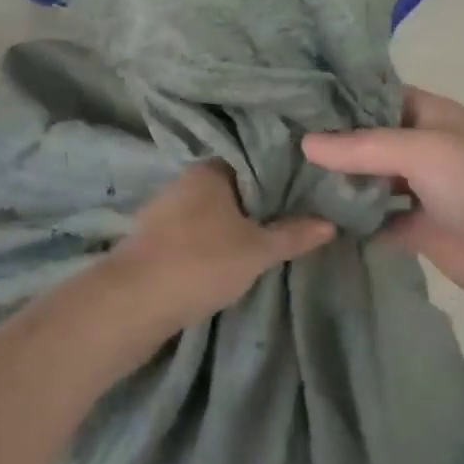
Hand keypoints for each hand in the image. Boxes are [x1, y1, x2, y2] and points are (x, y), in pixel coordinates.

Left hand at [109, 162, 332, 331]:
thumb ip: (293, 235)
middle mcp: (184, 181)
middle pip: (230, 186)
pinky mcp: (151, 240)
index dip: (278, 173)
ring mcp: (163, 211)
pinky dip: (209, 240)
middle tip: (291, 215)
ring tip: (263, 238)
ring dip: (230, 223)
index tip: (303, 187)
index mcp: (209, 170)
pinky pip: (191, 232)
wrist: (133, 302)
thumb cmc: (201, 262)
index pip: (251, 160)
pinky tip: (225, 258)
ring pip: (208, 211)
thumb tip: (330, 223)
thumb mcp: (257, 251)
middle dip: (255, 201)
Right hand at [303, 88, 463, 307]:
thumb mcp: (421, 151)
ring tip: (283, 178)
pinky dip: (352, 220)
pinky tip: (313, 219)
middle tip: (275, 142)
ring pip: (368, 179)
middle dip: (330, 142)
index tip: (290, 102)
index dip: (338, 98)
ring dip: (338, 182)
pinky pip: (376, 218)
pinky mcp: (416, 227)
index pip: (374, 96)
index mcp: (428, 114)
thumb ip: (361, 147)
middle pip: (367, 139)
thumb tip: (304, 142)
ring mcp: (418, 188)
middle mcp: (421, 145)